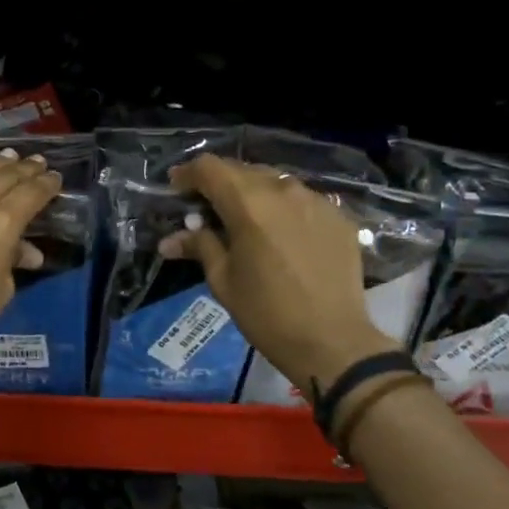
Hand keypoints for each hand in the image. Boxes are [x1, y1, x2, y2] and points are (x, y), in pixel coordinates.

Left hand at [0, 149, 61, 366]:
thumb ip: (12, 261)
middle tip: (36, 163)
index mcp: (1, 223)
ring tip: (8, 157)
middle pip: (3, 177)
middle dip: (24, 170)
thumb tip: (24, 251)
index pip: (32, 193)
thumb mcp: (0, 291)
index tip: (54, 178)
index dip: (46, 185)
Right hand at [162, 154, 398, 393]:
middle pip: (243, 170)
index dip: (189, 174)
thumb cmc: (266, 313)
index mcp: (249, 203)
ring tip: (245, 221)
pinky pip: (302, 200)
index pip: (210, 168)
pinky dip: (283, 208)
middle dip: (220, 184)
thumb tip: (170, 240)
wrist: (332, 341)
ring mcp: (316, 200)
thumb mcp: (223, 280)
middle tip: (207, 209)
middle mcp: (283, 190)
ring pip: (275, 182)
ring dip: (253, 194)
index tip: (177, 188)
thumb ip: (199, 246)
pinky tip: (281, 235)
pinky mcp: (338, 216)